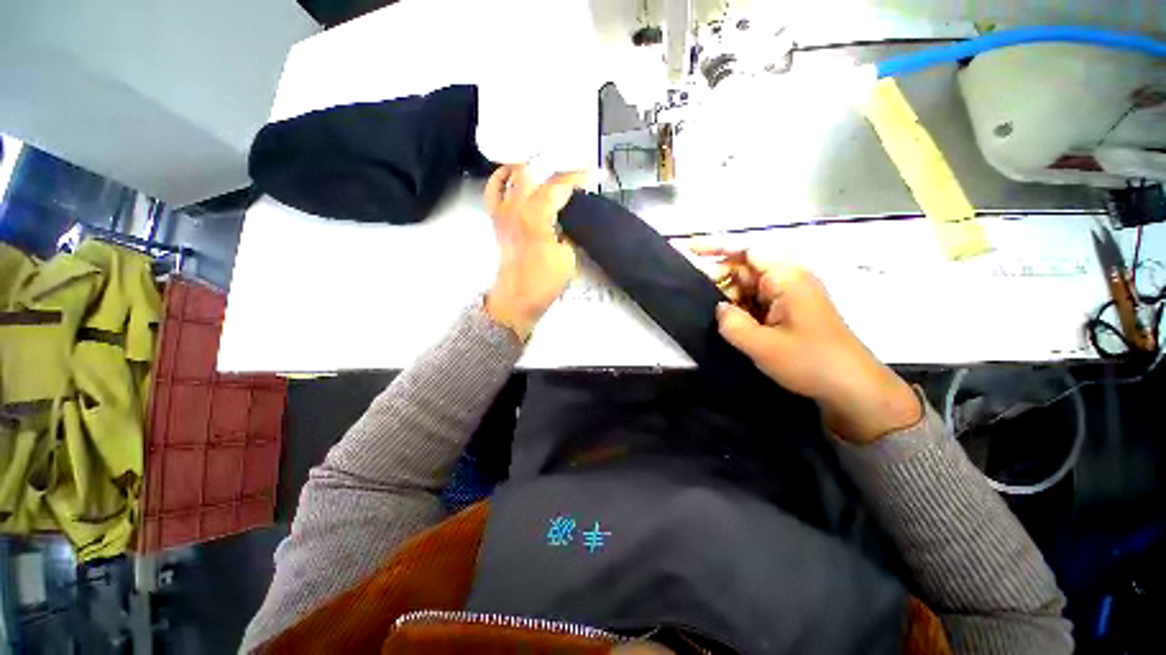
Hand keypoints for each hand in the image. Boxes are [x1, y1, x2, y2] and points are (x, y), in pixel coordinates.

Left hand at [483, 165, 585, 339]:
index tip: (593, 172)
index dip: (577, 177)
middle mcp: (516, 207)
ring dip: (530, 167)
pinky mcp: (496, 219)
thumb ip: (567, 230)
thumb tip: (565, 217)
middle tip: (573, 171)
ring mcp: (502, 211)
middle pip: (534, 173)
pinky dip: (501, 177)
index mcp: (536, 216)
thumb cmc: (544, 281)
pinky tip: (512, 174)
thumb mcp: (567, 256)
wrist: (517, 298)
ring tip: (546, 167)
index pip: (558, 186)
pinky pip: (493, 190)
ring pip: (511, 175)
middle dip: (555, 167)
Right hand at [696, 245, 921, 442]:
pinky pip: (755, 301)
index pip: (747, 250)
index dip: (717, 246)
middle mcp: (787, 280)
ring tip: (704, 308)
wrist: (851, 387)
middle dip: (717, 275)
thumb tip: (719, 308)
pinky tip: (724, 319)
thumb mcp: (763, 346)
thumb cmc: (810, 362)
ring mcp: (787, 296)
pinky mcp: (786, 311)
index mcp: (786, 278)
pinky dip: (737, 307)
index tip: (690, 249)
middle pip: (745, 266)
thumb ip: (732, 324)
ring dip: (726, 294)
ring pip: (747, 285)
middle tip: (692, 292)